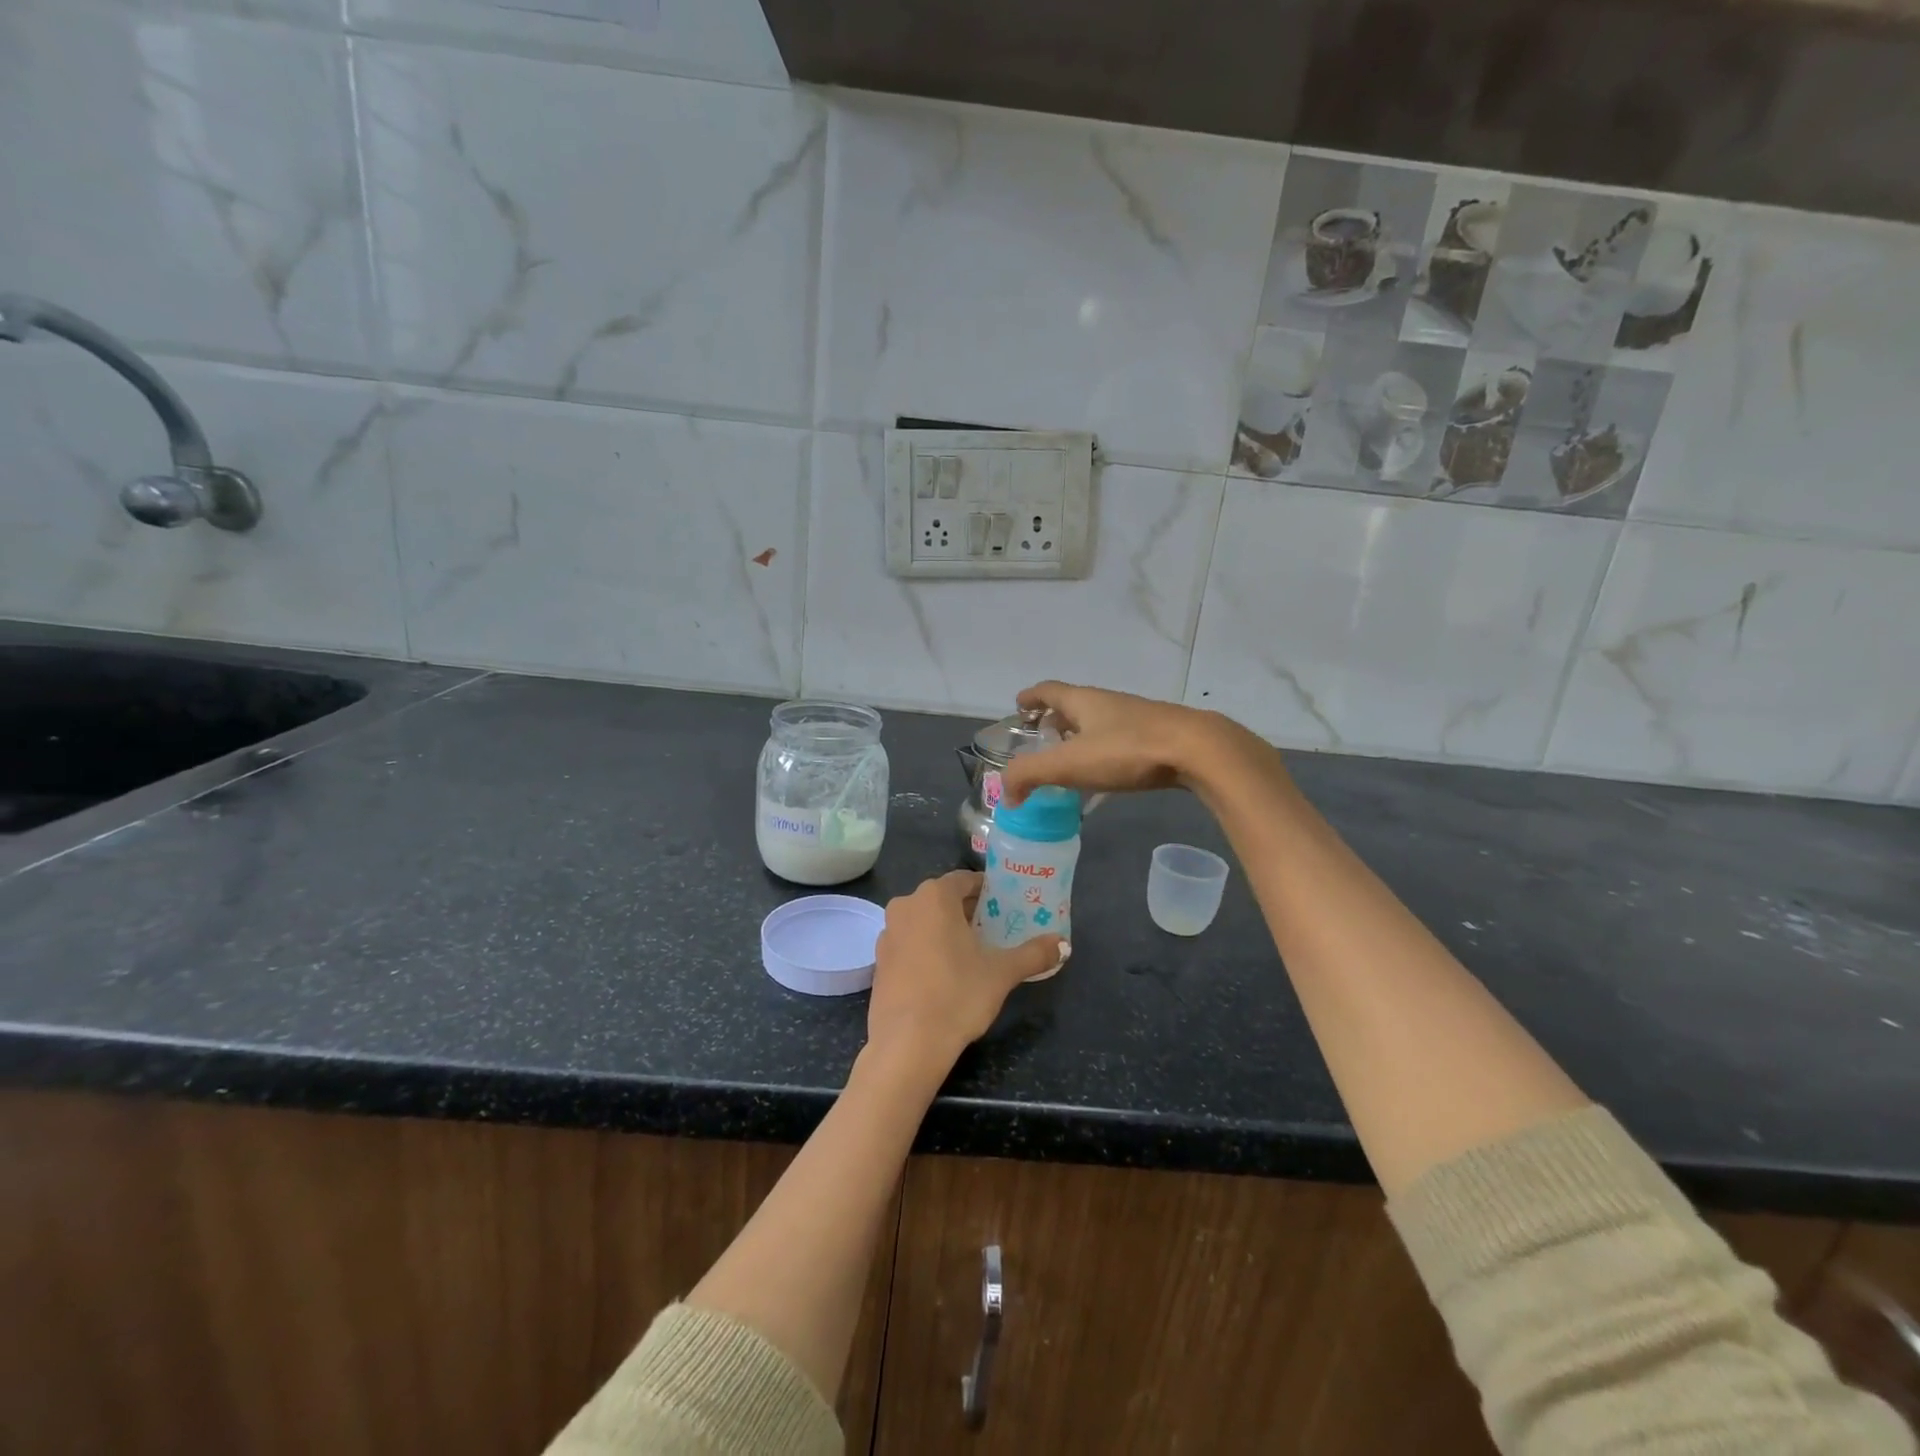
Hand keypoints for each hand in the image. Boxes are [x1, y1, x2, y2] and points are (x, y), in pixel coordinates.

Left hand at [868, 871, 1064, 1070]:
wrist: (907, 1044)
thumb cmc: (957, 995)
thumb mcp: (1002, 973)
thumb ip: (1034, 954)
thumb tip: (1064, 945)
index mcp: (934, 897)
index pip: (964, 880)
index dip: (986, 890)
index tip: (1004, 904)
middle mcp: (906, 905)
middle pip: (943, 899)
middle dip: (968, 911)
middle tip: (994, 929)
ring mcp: (888, 933)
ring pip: (923, 920)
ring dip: (945, 929)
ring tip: (972, 952)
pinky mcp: (879, 961)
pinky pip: (909, 942)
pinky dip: (926, 948)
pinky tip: (944, 973)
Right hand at [1001, 681, 1270, 805]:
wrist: (1196, 750)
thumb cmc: (1127, 750)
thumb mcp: (1069, 764)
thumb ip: (1030, 776)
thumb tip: (1007, 794)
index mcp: (1083, 701)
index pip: (1048, 690)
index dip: (1030, 697)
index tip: (1018, 706)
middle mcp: (1108, 702)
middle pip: (1074, 705)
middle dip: (1055, 719)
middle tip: (1041, 739)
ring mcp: (1136, 718)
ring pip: (1099, 722)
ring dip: (1081, 736)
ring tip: (1070, 760)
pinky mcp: (1157, 737)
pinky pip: (1120, 740)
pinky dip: (1104, 751)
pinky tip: (1107, 774)